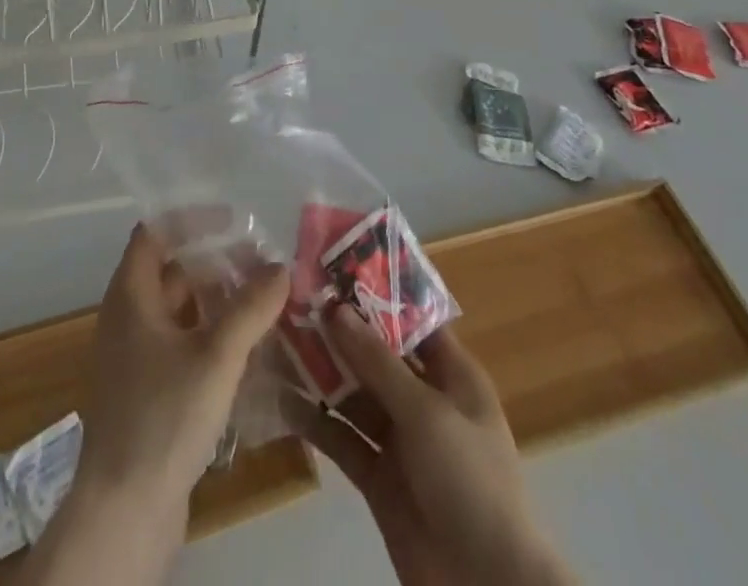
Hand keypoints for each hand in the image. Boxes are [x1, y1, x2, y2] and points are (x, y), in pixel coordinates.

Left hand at [75, 222, 289, 519]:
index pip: (155, 233)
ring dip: (215, 303)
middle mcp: (126, 318)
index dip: (191, 220)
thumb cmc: (164, 416)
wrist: (124, 511)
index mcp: (130, 295)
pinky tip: (245, 352)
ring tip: (261, 303)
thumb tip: (280, 267)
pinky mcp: (145, 392)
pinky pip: (179, 346)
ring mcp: (133, 358)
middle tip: (260, 265)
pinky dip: (209, 337)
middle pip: (170, 271)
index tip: (233, 222)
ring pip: (178, 311)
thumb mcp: (216, 356)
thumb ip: (250, 308)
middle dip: (214, 263)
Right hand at [287, 307, 574, 585]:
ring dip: (321, 371)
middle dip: (339, 331)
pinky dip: (316, 420)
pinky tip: (282, 397)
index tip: (334, 267)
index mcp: (452, 375)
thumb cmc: (470, 481)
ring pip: (354, 394)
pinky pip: (343, 438)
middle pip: (377, 355)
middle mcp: (425, 400)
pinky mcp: (378, 477)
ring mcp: (400, 440)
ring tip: (278, 339)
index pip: (412, 320)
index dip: (377, 294)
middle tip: (293, 300)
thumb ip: (377, 361)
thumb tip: (336, 308)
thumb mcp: (426, 412)